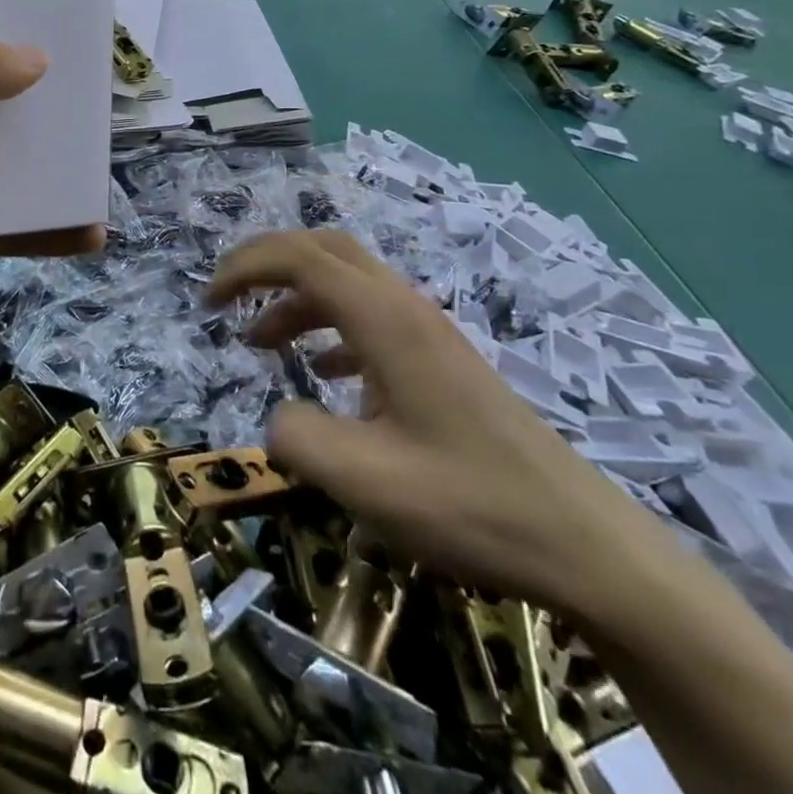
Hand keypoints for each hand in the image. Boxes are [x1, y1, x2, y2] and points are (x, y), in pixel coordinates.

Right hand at [206, 230, 669, 618]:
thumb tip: (278, 417)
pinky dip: (330, 328)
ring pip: (347, 283)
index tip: (208, 303)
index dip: (244, 267)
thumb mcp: (363, 481)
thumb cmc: (469, 505)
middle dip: (266, 263)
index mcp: (383, 319)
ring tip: (261, 343)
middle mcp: (404, 308)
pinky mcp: (441, 360)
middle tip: (225, 296)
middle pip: (323, 249)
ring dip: (295, 299)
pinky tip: (325, 374)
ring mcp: (428, 332)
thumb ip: (296, 438)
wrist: (584, 544)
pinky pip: (371, 317)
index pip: (298, 258)